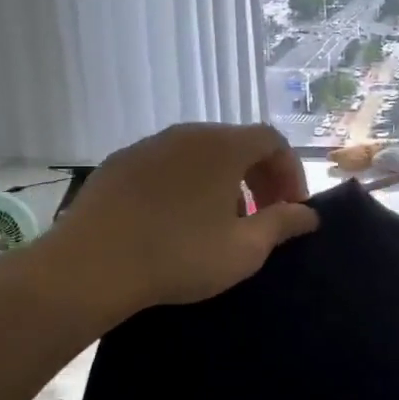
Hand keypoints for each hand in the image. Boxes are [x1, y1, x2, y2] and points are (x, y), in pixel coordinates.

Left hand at [28, 123, 317, 322]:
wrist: (90, 266)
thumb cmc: (179, 255)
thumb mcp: (244, 249)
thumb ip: (282, 225)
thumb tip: (308, 215)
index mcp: (223, 146)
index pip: (272, 140)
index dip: (290, 173)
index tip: (291, 210)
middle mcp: (187, 134)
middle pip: (237, 144)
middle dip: (259, 178)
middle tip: (262, 217)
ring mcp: (149, 146)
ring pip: (201, 155)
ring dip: (224, 182)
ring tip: (222, 222)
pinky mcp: (119, 164)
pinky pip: (169, 165)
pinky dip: (188, 184)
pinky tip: (178, 221)